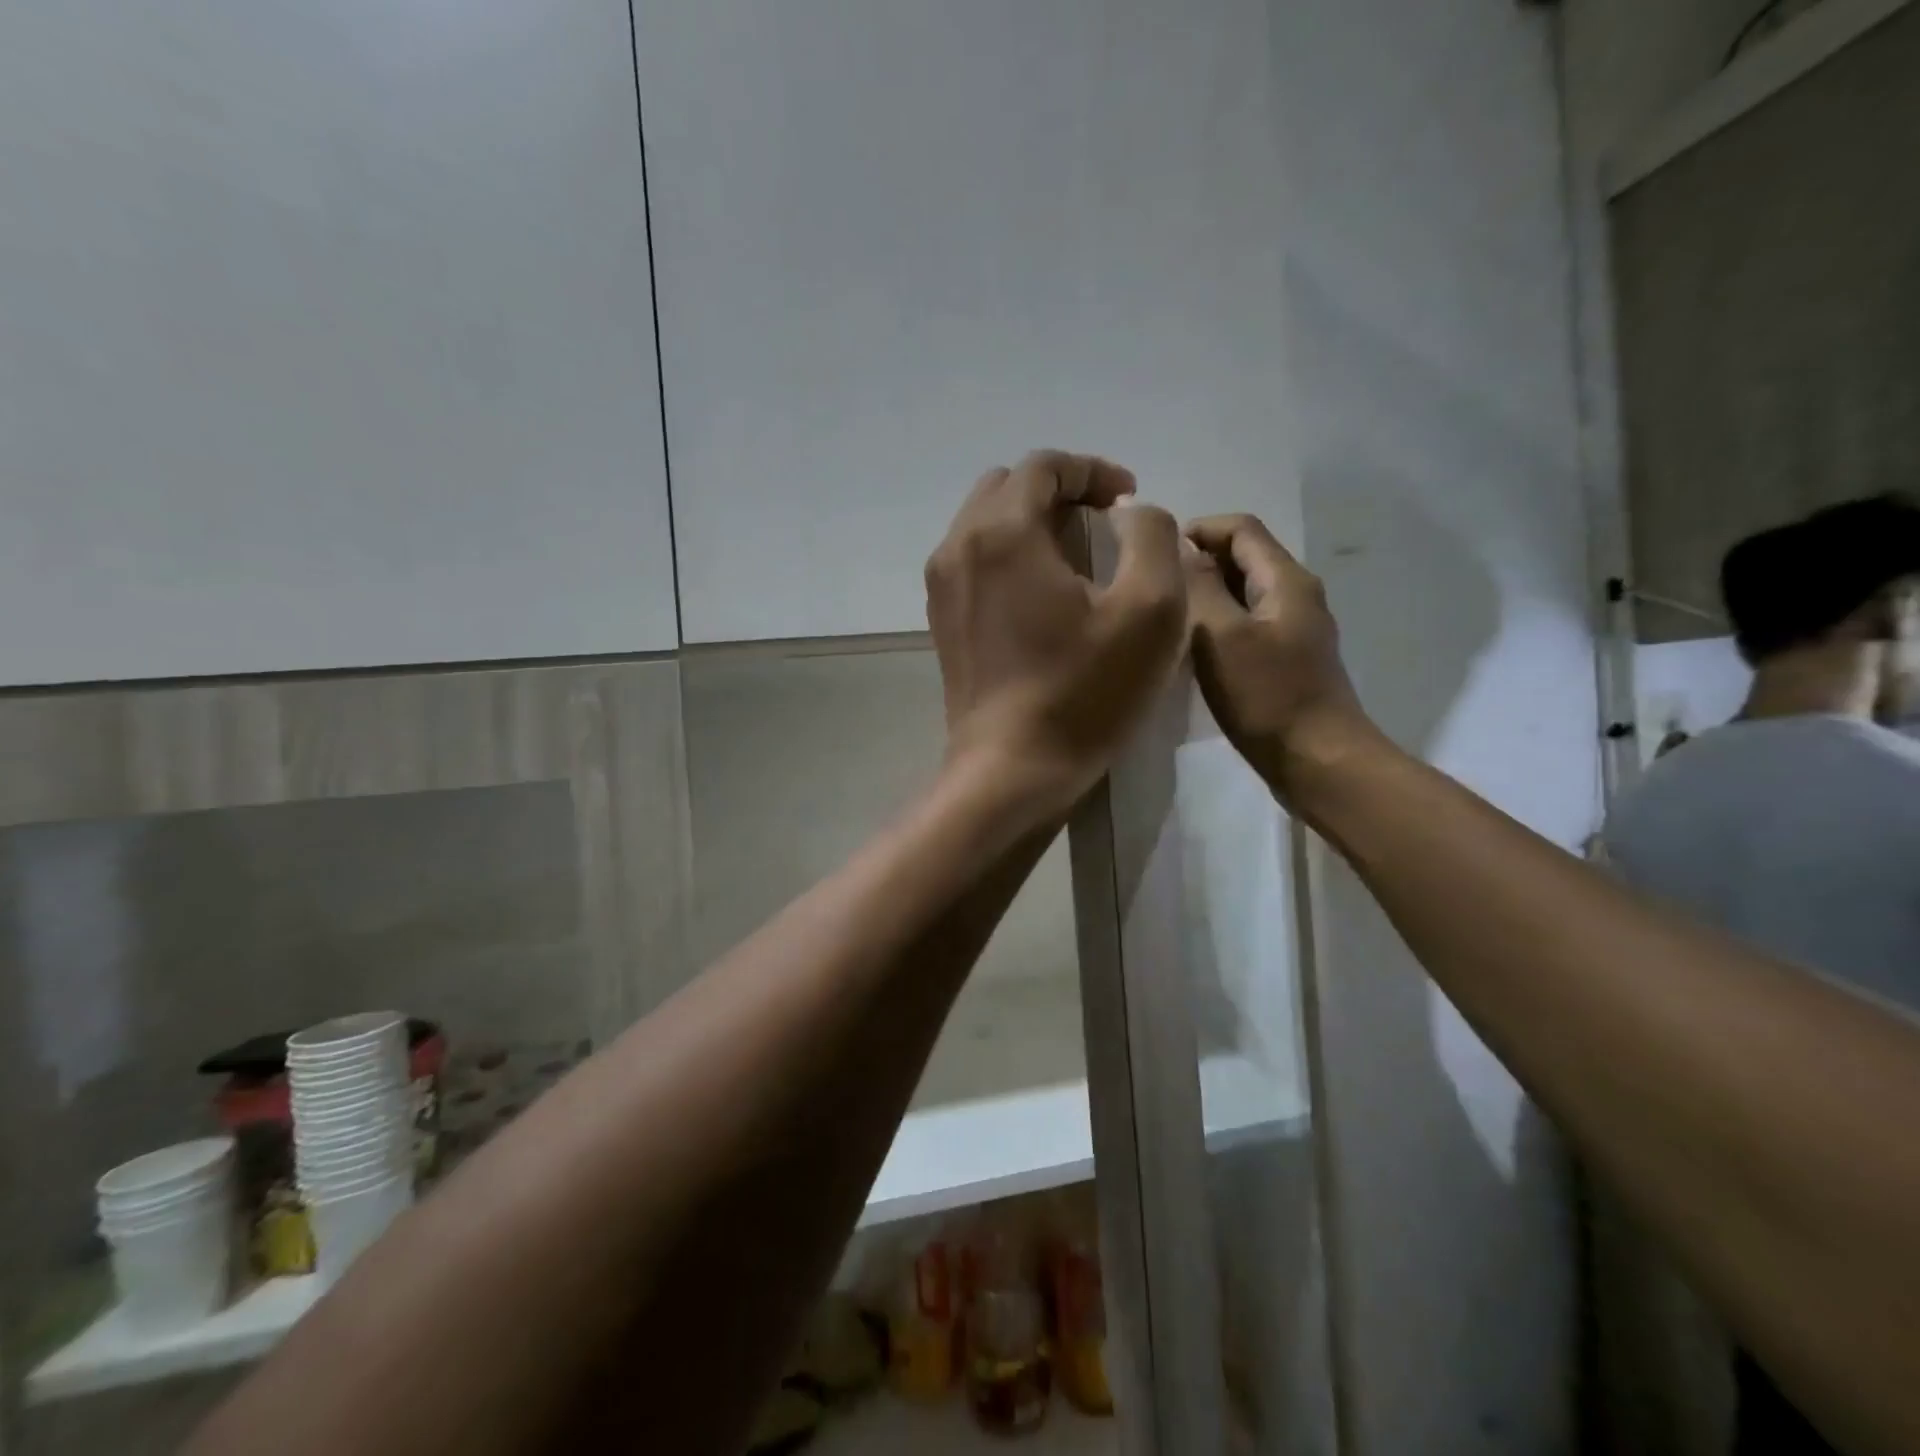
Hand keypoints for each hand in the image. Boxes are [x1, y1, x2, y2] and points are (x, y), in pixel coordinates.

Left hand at [926, 450, 1184, 814]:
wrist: (1011, 770)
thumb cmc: (1084, 693)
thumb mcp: (1150, 610)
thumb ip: (1150, 536)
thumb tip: (1127, 511)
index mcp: (1002, 532)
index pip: (1044, 466)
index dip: (1093, 471)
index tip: (1129, 500)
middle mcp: (958, 546)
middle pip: (1007, 487)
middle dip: (1059, 491)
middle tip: (1102, 523)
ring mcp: (941, 585)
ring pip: (985, 522)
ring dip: (1031, 522)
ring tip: (1075, 556)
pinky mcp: (940, 619)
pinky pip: (973, 559)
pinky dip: (1008, 554)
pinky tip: (1041, 592)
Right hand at [1183, 513, 1374, 796]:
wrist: (1317, 760)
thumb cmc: (1267, 696)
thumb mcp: (1221, 637)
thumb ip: (1201, 588)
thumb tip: (1182, 550)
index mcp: (1286, 580)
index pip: (1241, 528)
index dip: (1198, 529)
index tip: (1157, 552)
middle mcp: (1296, 595)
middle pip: (1244, 557)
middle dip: (1199, 562)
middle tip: (1155, 586)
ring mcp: (1294, 628)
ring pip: (1244, 593)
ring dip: (1206, 594)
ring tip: (1167, 615)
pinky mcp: (1287, 659)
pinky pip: (1247, 624)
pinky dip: (1218, 623)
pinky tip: (1192, 648)